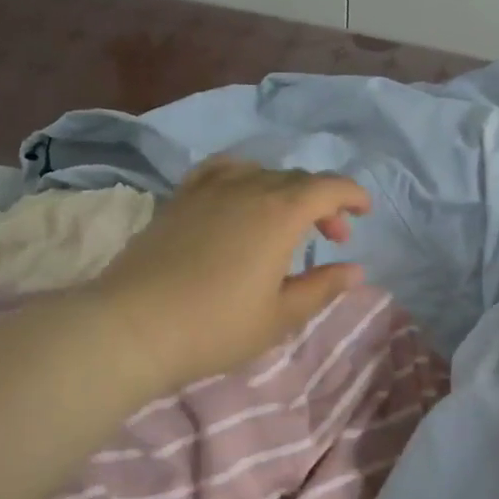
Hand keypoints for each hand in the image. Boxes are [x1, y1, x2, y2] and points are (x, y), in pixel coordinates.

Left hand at [88, 156, 372, 396]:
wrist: (133, 326)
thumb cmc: (215, 327)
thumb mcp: (279, 316)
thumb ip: (321, 287)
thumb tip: (355, 270)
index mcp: (280, 213)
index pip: (328, 187)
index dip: (352, 195)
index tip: (365, 212)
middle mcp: (247, 188)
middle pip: (296, 179)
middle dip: (323, 201)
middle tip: (332, 236)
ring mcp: (208, 189)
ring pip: (260, 173)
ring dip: (285, 189)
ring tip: (287, 218)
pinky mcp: (179, 198)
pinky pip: (220, 170)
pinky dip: (243, 176)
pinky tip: (239, 194)